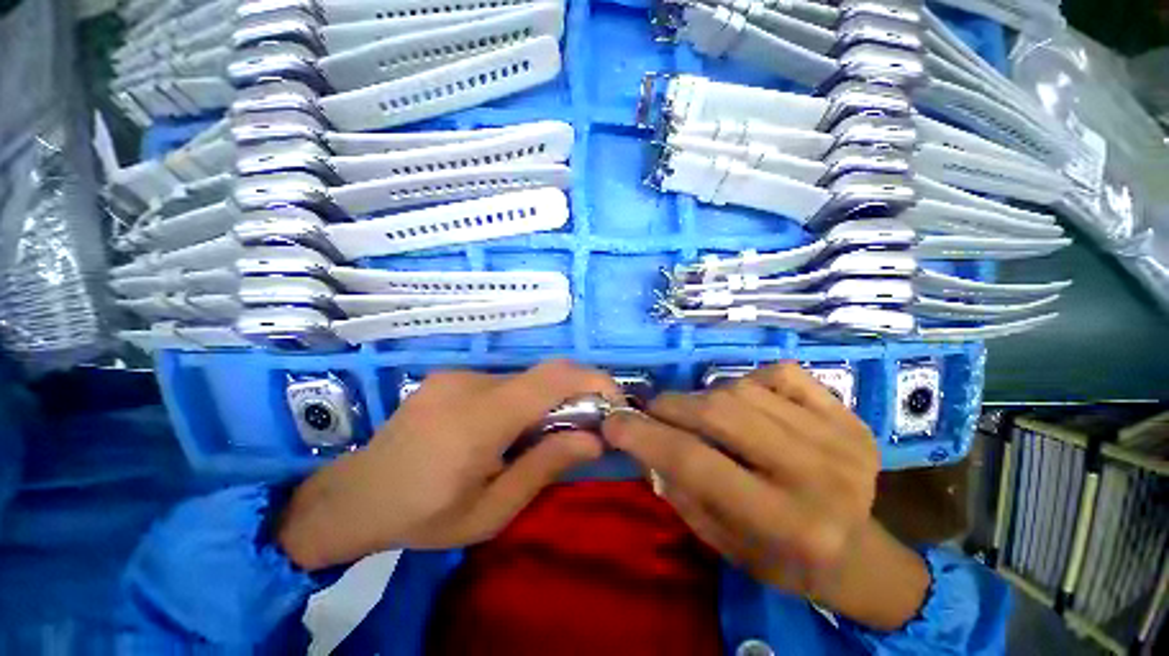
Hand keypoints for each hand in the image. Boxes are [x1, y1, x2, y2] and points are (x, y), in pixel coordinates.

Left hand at [277, 360, 619, 570]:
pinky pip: (503, 382)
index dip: (593, 380)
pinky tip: (505, 430)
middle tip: (583, 428)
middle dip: (575, 395)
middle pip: (543, 375)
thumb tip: (594, 439)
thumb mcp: (490, 510)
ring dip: (544, 402)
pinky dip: (521, 400)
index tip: (614, 401)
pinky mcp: (451, 376)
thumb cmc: (423, 515)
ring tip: (538, 437)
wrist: (354, 497)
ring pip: (524, 380)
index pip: (552, 378)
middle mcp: (471, 383)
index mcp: (480, 418)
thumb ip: (544, 467)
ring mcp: (458, 374)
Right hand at [603, 362, 928, 630]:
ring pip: (740, 388)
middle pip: (717, 413)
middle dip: (669, 407)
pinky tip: (748, 403)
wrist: (860, 552)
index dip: (644, 436)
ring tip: (700, 414)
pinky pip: (777, 373)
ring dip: (704, 397)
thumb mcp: (720, 541)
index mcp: (787, 523)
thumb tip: (643, 439)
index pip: (696, 463)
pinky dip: (748, 381)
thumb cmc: (783, 559)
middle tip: (652, 412)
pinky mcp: (846, 412)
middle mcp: (817, 474)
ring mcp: (838, 436)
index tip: (613, 421)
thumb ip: (678, 488)